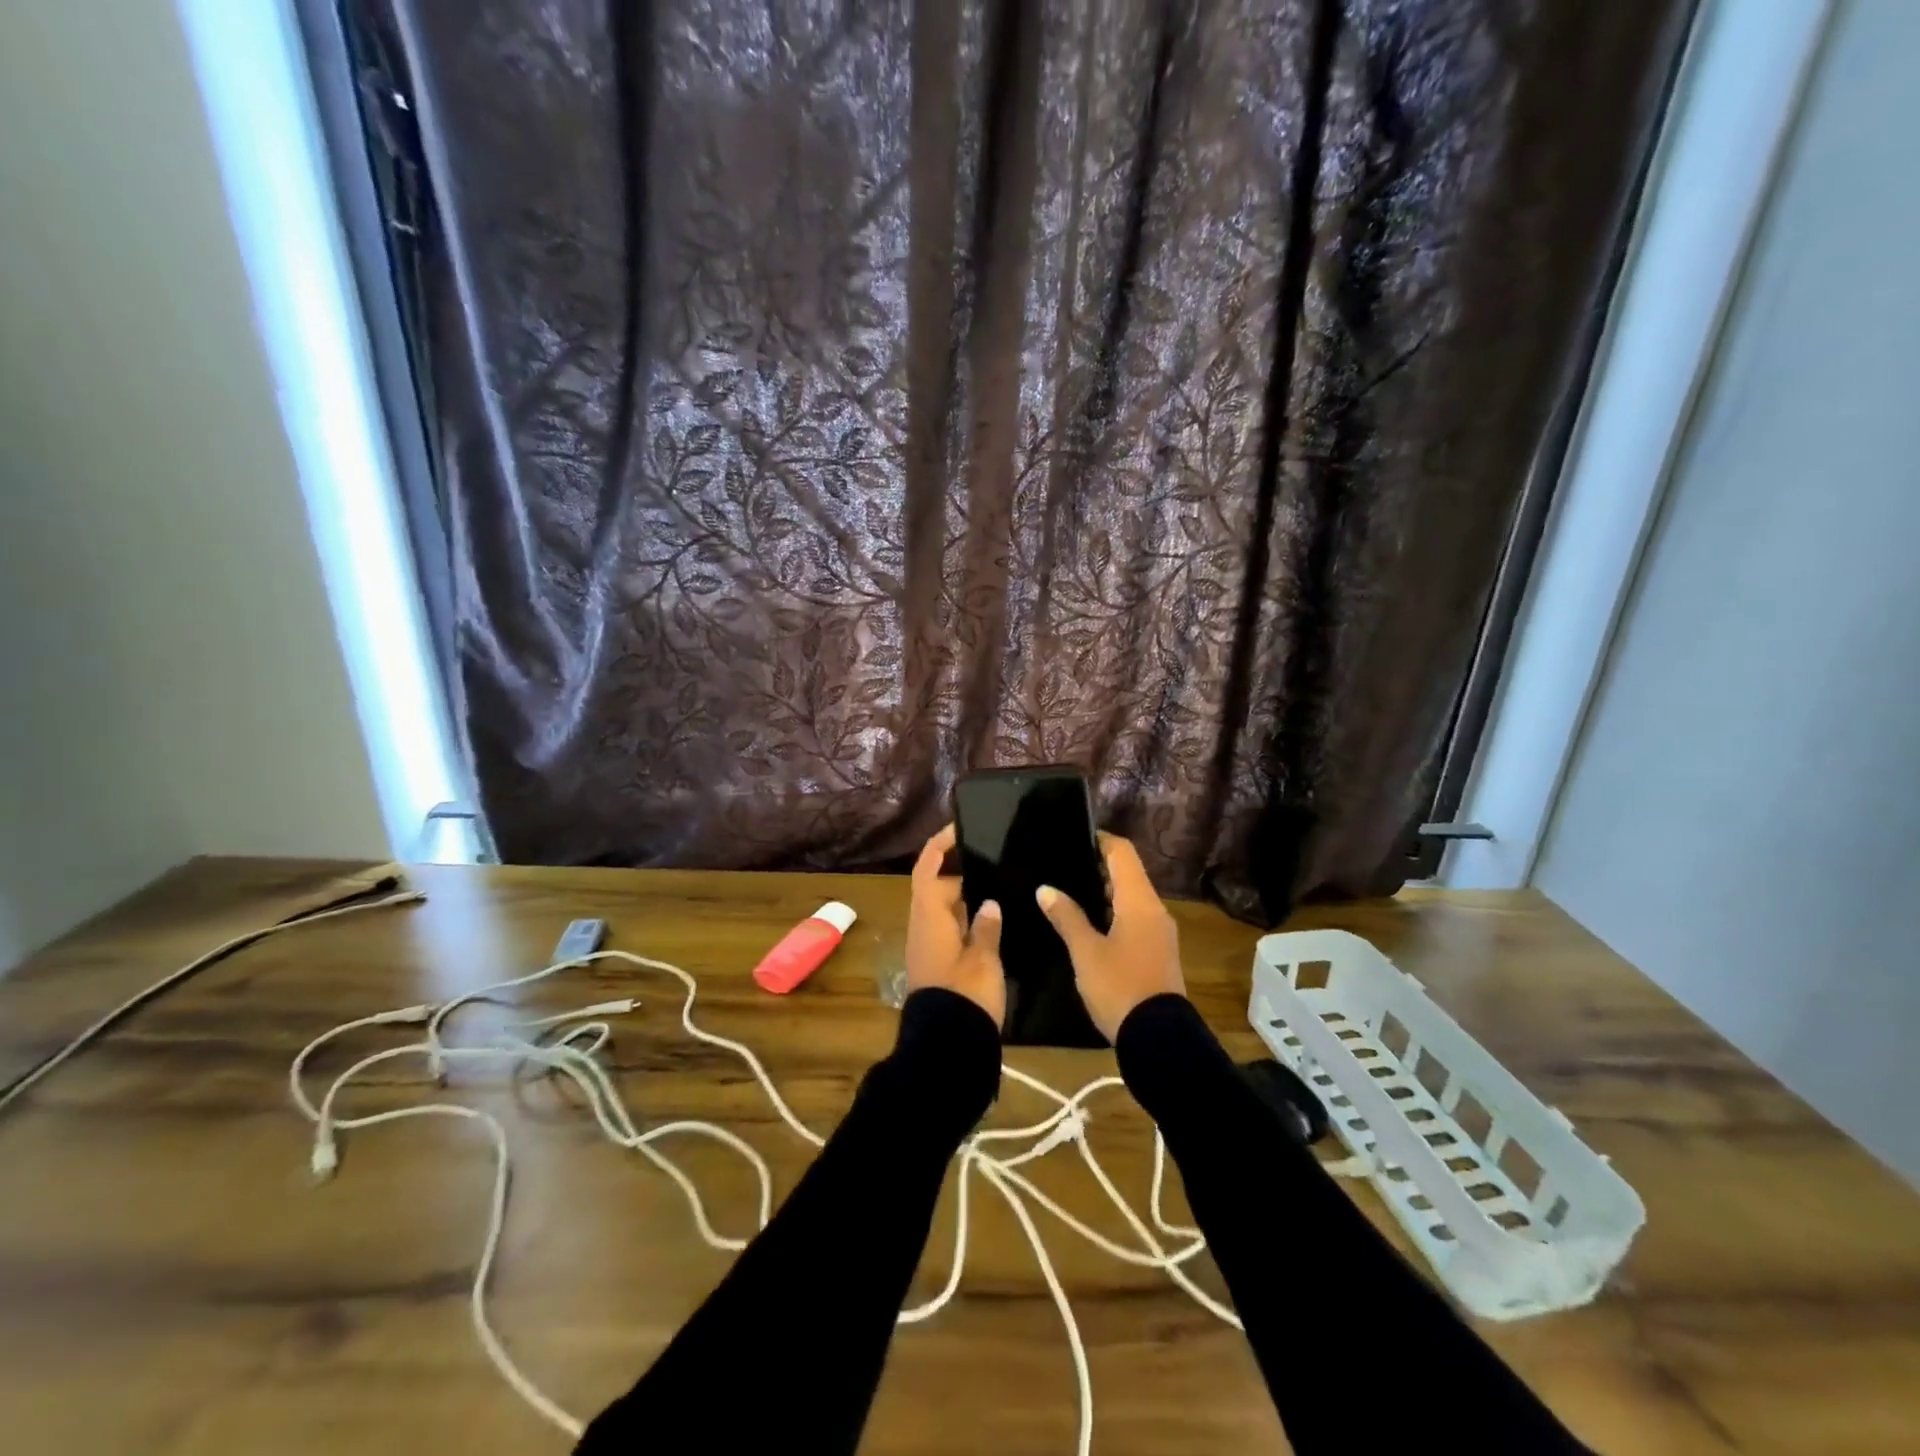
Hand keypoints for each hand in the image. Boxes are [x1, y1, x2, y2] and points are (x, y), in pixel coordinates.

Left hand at [905, 824, 1005, 1026]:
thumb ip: (986, 927)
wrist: (948, 1046)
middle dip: (962, 873)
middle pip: (937, 888)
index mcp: (929, 917)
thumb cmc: (965, 993)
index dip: (939, 846)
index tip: (959, 828)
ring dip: (967, 898)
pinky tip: (996, 921)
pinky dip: (969, 920)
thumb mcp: (983, 957)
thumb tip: (987, 903)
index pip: (928, 869)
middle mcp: (924, 928)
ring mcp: (930, 948)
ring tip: (1001, 884)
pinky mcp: (940, 966)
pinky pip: (952, 931)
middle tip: (995, 862)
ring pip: (946, 911)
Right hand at [1037, 834, 1183, 1040]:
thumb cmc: (1119, 987)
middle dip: (1097, 866)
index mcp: (1139, 902)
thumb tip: (1045, 889)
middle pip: (1128, 873)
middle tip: (1062, 865)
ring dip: (1105, 890)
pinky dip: (1113, 911)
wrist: (1159, 1038)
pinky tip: (1089, 922)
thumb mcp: (1086, 952)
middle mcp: (1155, 909)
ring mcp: (1159, 932)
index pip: (1122, 852)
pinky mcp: (1157, 951)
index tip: (1073, 837)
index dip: (1099, 840)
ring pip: (1131, 897)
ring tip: (1069, 891)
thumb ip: (1066, 917)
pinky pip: (1135, 917)